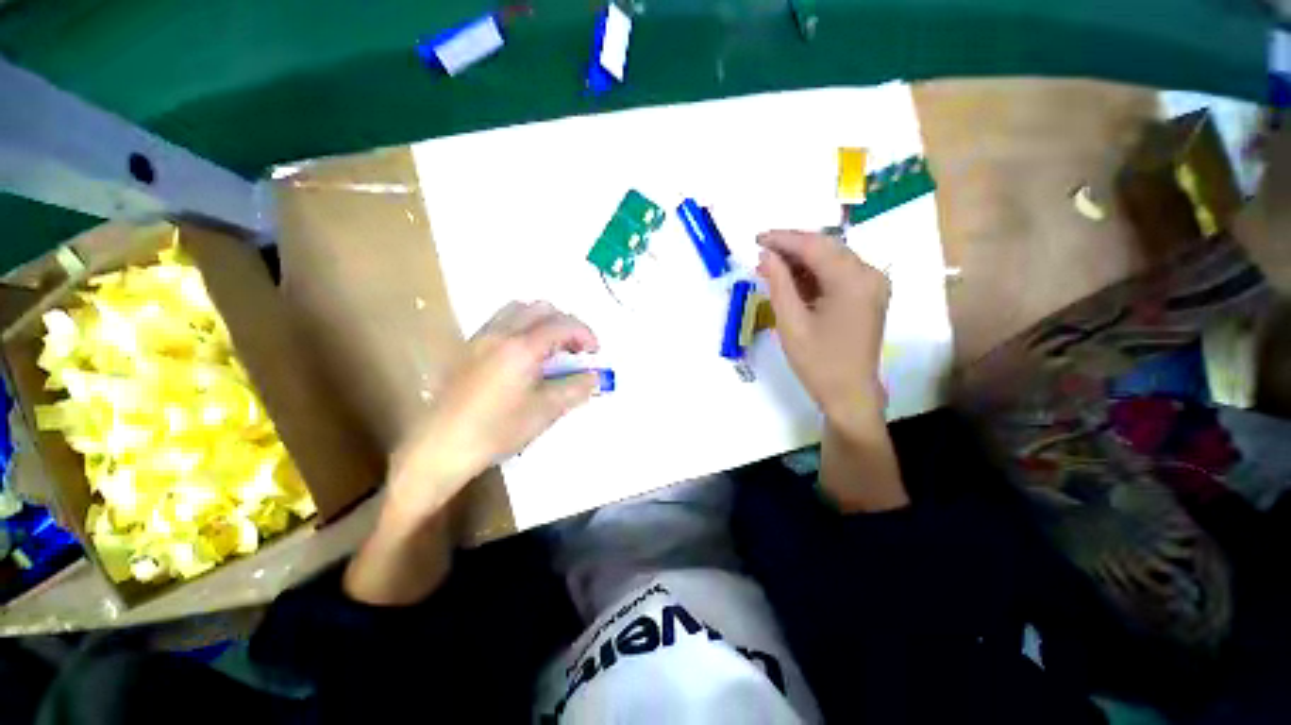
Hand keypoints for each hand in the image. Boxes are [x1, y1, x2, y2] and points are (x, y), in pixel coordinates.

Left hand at [387, 301, 600, 523]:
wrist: (439, 447)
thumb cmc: (496, 431)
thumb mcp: (545, 411)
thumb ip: (575, 388)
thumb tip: (596, 377)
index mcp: (521, 348)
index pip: (562, 325)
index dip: (585, 334)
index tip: (595, 352)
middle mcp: (500, 333)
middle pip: (541, 308)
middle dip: (565, 324)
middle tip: (575, 349)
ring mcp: (480, 338)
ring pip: (518, 310)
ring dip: (542, 321)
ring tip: (551, 348)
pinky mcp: (467, 348)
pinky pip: (500, 322)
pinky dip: (522, 327)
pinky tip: (525, 355)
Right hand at [756, 231, 890, 436]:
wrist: (849, 394)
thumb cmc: (818, 362)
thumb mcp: (791, 323)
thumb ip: (778, 284)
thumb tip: (765, 255)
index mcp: (853, 280)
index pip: (814, 246)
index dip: (783, 239)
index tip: (757, 238)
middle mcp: (869, 274)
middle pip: (826, 248)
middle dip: (791, 248)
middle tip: (761, 253)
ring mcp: (871, 285)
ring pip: (831, 259)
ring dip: (800, 261)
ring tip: (770, 268)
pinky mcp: (867, 296)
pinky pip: (837, 274)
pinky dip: (813, 274)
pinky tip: (791, 281)